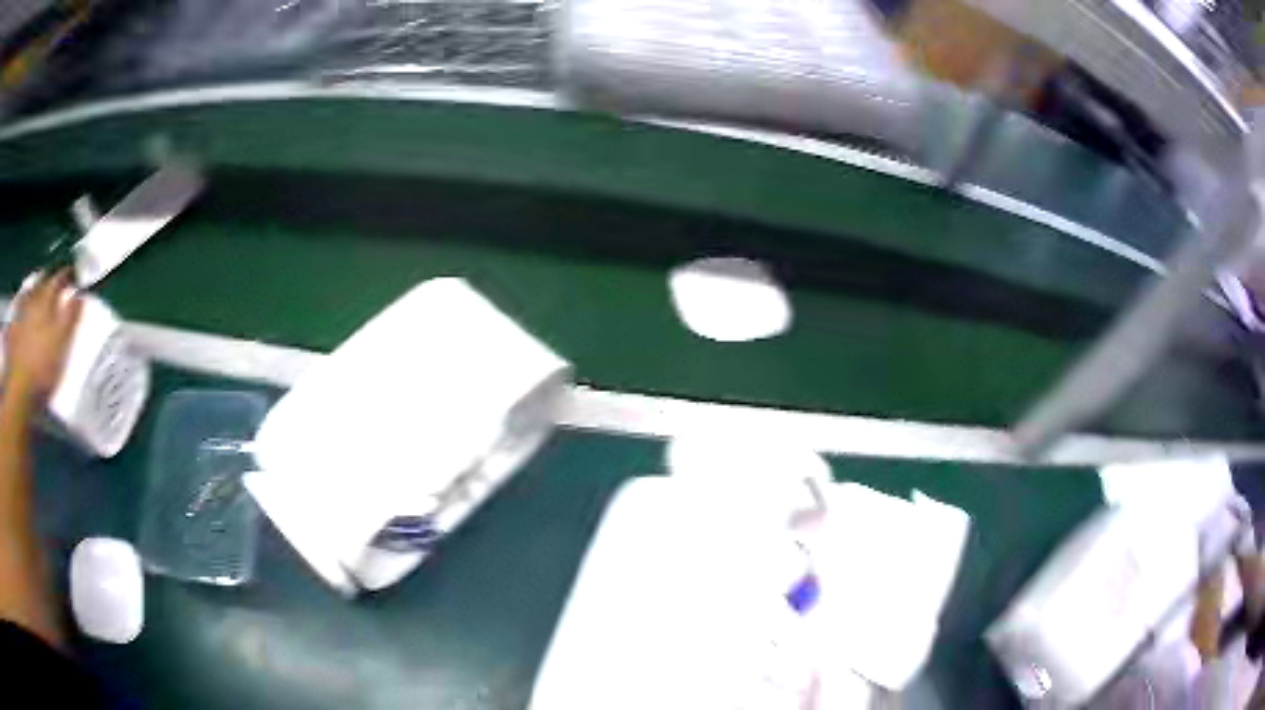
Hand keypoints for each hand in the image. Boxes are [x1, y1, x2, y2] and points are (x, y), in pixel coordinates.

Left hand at [2, 270, 82, 407]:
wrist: (18, 394)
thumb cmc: (41, 369)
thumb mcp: (61, 344)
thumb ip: (70, 317)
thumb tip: (79, 296)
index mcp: (45, 299)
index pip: (58, 279)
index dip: (67, 275)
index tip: (74, 275)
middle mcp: (31, 301)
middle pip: (40, 283)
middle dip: (47, 280)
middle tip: (53, 282)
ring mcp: (18, 317)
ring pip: (25, 296)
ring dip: (31, 292)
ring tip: (34, 294)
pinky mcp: (11, 336)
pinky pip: (14, 318)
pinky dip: (17, 314)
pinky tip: (17, 318)